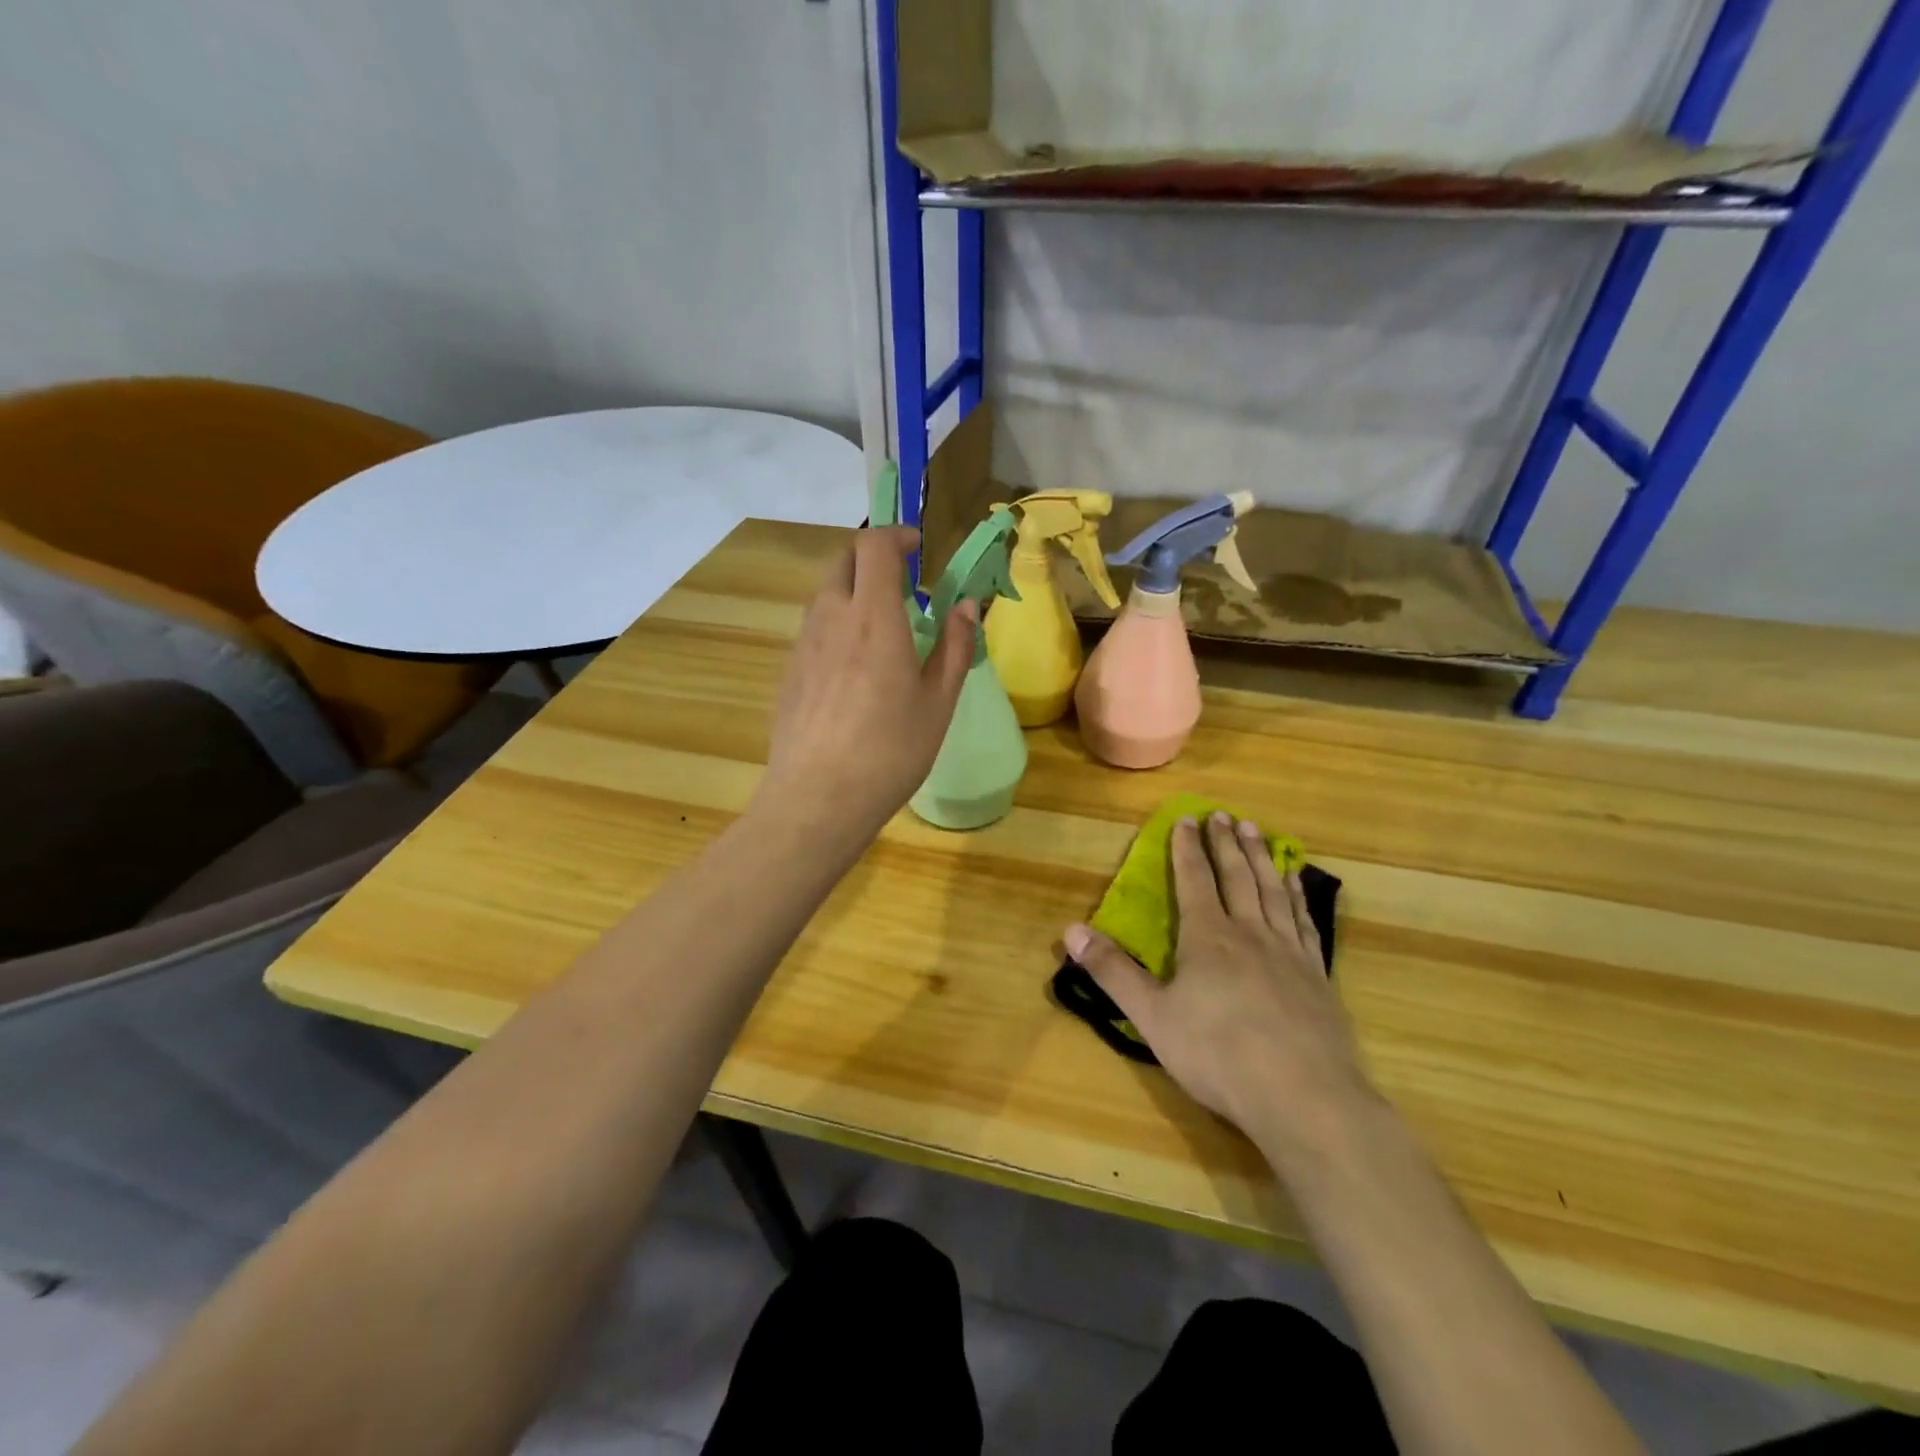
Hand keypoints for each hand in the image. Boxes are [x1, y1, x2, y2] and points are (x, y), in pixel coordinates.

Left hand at [757, 526, 975, 838]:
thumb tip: (966, 605)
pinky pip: (814, 628)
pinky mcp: (790, 671)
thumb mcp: (938, 701)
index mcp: (873, 616)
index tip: (919, 547)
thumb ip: (954, 645)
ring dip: (854, 592)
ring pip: (826, 594)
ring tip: (883, 629)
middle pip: (843, 561)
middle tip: (903, 584)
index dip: (897, 535)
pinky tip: (856, 668)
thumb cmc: (891, 750)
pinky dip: (837, 624)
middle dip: (873, 558)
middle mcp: (831, 617)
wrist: (819, 798)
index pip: (874, 546)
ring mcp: (804, 644)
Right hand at [1064, 812, 1375, 1155]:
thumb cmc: (1218, 1055)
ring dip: (1262, 857)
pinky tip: (1297, 883)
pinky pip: (1304, 921)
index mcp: (1208, 937)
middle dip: (1226, 843)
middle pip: (1237, 876)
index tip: (1186, 819)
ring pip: (1273, 890)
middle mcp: (1249, 933)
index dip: (1187, 849)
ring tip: (1257, 831)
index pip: (1194, 880)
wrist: (1304, 1097)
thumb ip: (1112, 971)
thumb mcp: (1152, 1016)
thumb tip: (1071, 930)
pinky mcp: (1317, 976)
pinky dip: (1297, 894)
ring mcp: (1288, 952)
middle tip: (1224, 815)